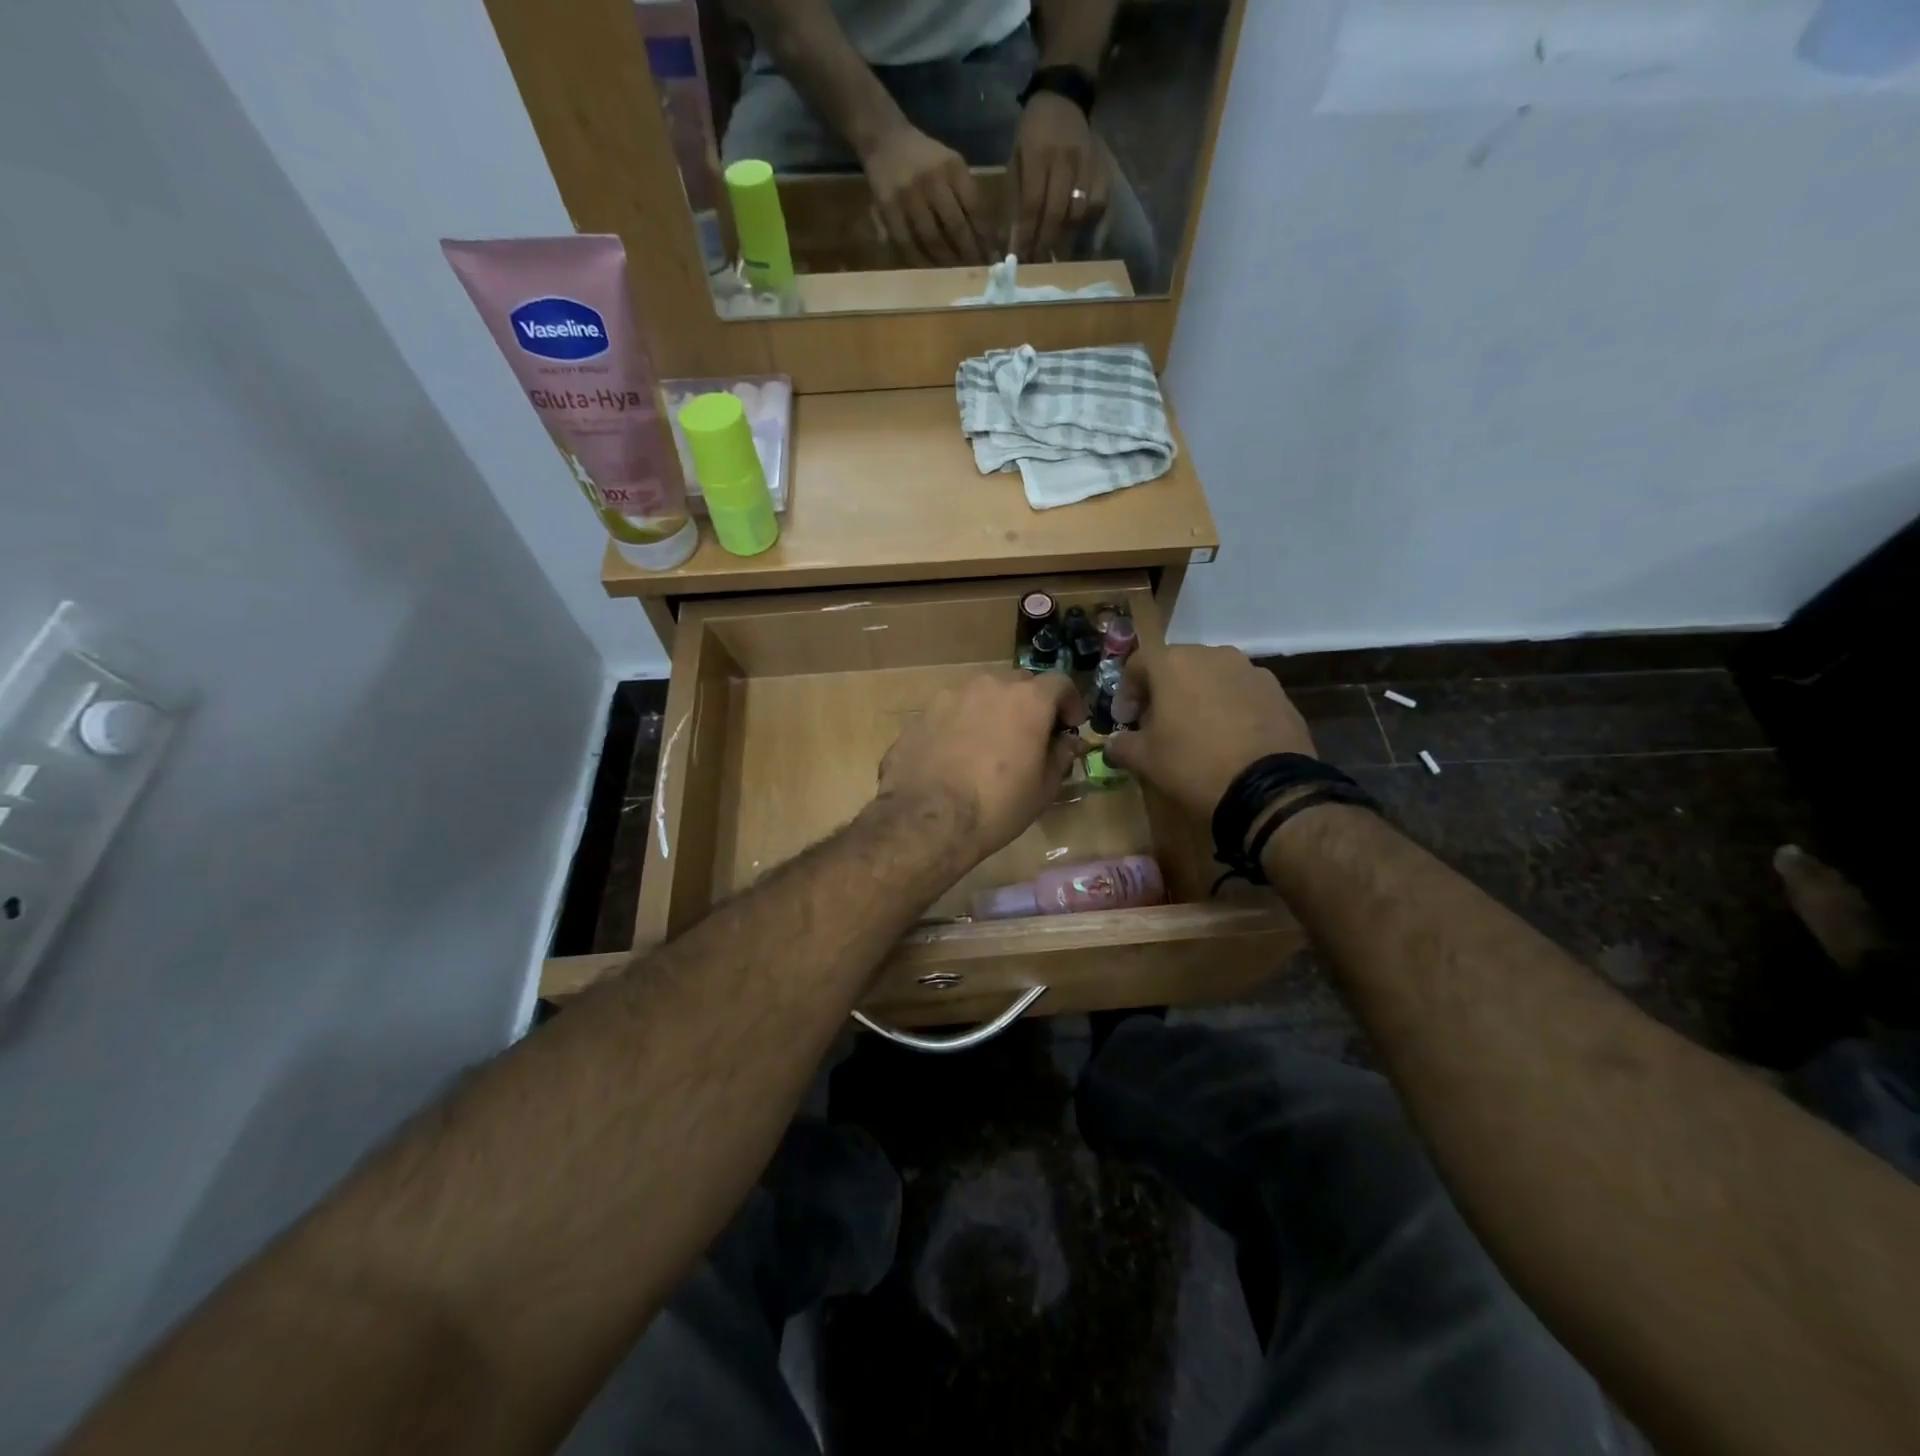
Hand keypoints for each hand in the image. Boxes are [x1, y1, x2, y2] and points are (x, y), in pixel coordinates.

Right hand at [862, 124, 986, 265]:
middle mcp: (932, 180)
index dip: (985, 237)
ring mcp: (909, 196)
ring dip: (947, 263)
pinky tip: (930, 271)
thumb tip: (988, 237)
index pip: (975, 208)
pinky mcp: (889, 210)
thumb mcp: (951, 164)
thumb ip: (967, 194)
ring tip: (956, 276)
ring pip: (933, 240)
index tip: (993, 258)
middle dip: (969, 254)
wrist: (884, 140)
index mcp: (952, 167)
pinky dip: (921, 261)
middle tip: (976, 273)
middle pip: (956, 228)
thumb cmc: (925, 158)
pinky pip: (908, 244)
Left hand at [878, 670, 1087, 864]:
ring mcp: (950, 696)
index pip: (1060, 683)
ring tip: (989, 747)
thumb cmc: (997, 806)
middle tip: (1030, 737)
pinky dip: (961, 726)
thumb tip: (1066, 742)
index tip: (1070, 726)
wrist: (926, 820)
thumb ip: (1060, 757)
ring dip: (993, 712)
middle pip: (1019, 684)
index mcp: (1027, 700)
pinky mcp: (921, 714)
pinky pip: (952, 712)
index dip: (1070, 702)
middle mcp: (989, 686)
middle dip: (1030, 705)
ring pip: (981, 695)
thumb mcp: (1043, 789)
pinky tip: (956, 757)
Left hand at [1010, 93, 1107, 261]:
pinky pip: (1100, 206)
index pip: (1031, 204)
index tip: (1020, 259)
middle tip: (1038, 266)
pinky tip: (1084, 244)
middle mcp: (1066, 159)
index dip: (1026, 235)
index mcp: (1039, 153)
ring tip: (1057, 260)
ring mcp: (1088, 164)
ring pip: (1080, 213)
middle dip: (1045, 244)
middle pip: (1056, 212)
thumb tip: (1012, 240)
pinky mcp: (1104, 169)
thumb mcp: (1016, 157)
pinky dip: (1092, 228)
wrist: (1064, 97)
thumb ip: (1015, 196)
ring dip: (1068, 240)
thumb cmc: (1033, 132)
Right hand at [1103, 647, 1315, 821]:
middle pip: (1177, 666)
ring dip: (1198, 697)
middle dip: (1163, 692)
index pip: (1137, 664)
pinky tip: (1229, 738)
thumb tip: (1113, 744)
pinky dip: (1229, 708)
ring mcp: (1250, 670)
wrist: (1268, 787)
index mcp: (1174, 663)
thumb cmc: (1193, 763)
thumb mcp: (1144, 759)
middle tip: (1157, 725)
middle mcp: (1212, 655)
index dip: (1126, 692)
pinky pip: (1241, 693)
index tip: (1126, 721)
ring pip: (1212, 677)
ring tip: (1196, 731)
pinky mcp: (1277, 692)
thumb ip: (1122, 745)